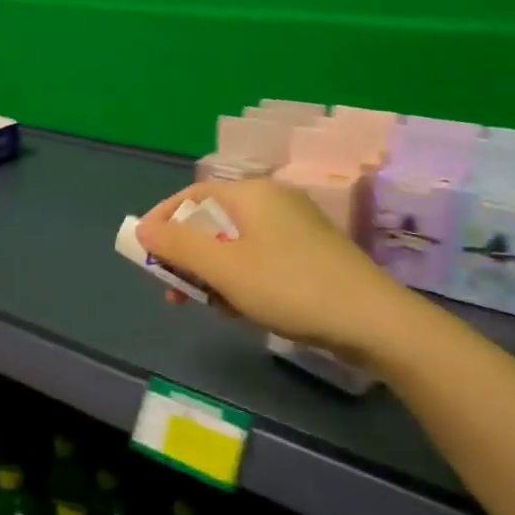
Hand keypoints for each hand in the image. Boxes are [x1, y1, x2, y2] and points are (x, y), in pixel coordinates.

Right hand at [135, 180, 397, 355]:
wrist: (373, 321)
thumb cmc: (288, 286)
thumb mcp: (223, 268)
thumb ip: (177, 245)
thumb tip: (142, 228)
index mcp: (251, 193)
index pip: (191, 196)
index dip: (161, 221)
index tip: (142, 255)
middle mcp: (272, 201)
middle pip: (211, 221)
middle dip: (186, 256)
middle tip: (173, 293)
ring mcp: (294, 227)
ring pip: (234, 244)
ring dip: (212, 273)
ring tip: (210, 308)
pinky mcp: (309, 253)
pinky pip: (259, 258)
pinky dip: (241, 279)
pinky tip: (242, 309)